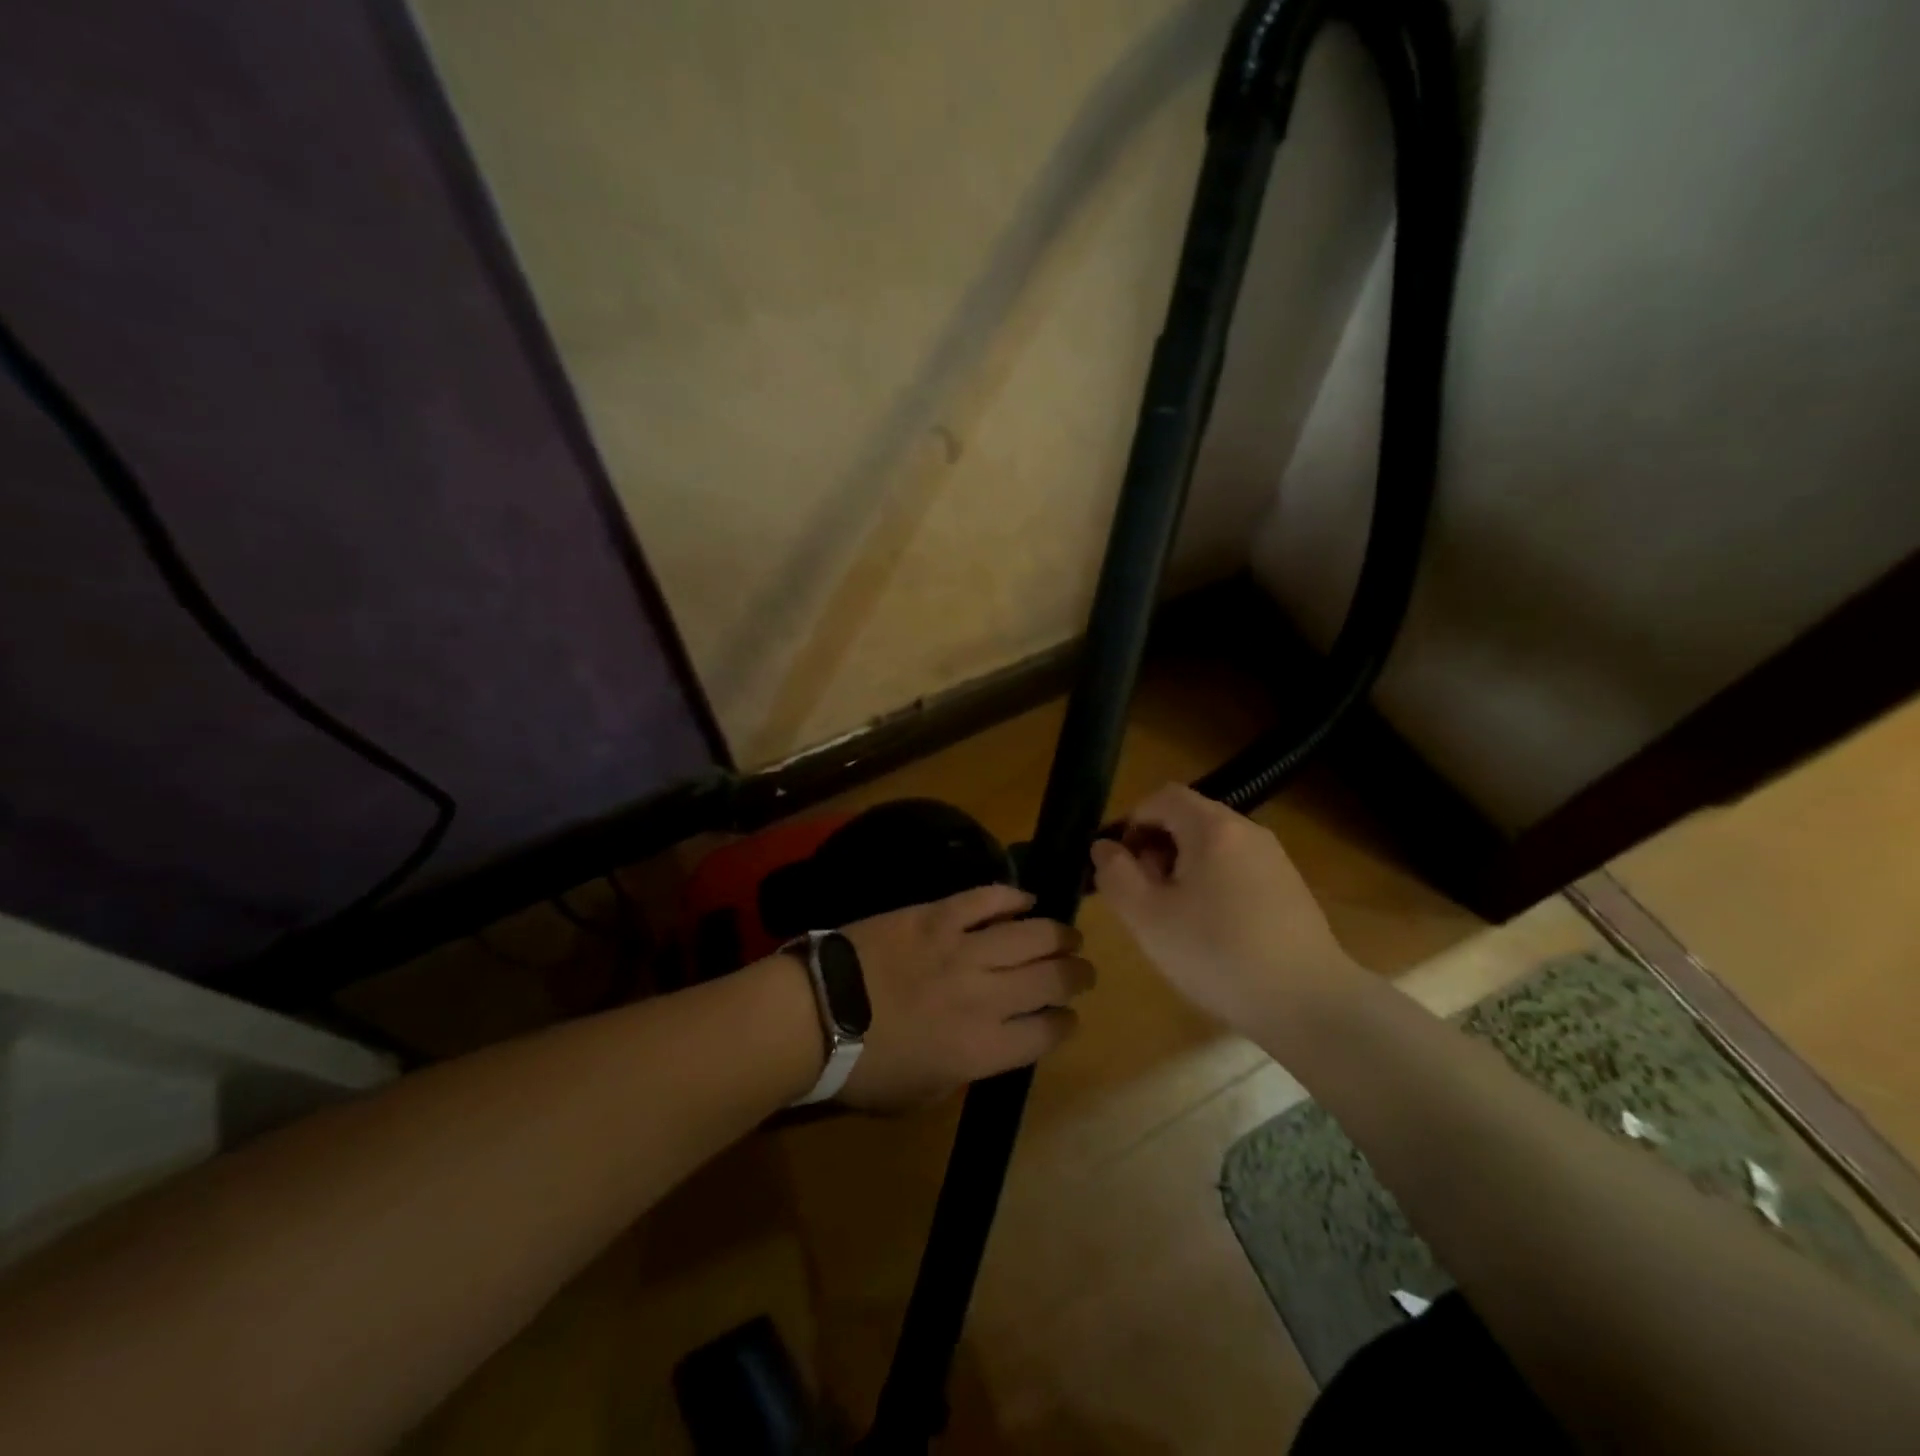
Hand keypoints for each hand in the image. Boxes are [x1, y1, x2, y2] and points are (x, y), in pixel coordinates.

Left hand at [832, 884, 1094, 1111]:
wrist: (817, 1014)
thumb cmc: (864, 1066)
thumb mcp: (922, 1095)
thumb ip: (965, 1072)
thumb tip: (989, 1045)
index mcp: (982, 1049)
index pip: (1047, 1032)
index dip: (1065, 1023)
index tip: (1067, 1017)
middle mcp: (985, 997)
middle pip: (1052, 979)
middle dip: (1077, 976)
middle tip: (1082, 971)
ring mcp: (962, 950)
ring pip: (1032, 935)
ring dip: (1059, 935)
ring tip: (1069, 935)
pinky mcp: (938, 916)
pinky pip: (986, 899)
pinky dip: (1012, 897)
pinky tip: (1027, 900)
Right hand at [1088, 783, 1359, 1035]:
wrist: (1309, 1004)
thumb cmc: (1217, 954)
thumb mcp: (1147, 917)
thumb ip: (1116, 875)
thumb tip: (1103, 847)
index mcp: (1213, 827)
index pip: (1161, 797)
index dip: (1131, 823)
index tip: (1120, 866)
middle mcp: (1248, 831)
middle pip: (1187, 819)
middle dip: (1155, 849)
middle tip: (1144, 897)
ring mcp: (1274, 859)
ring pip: (1211, 846)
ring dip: (1182, 870)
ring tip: (1174, 919)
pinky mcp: (1289, 888)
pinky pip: (1236, 869)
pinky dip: (1212, 885)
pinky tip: (1212, 932)